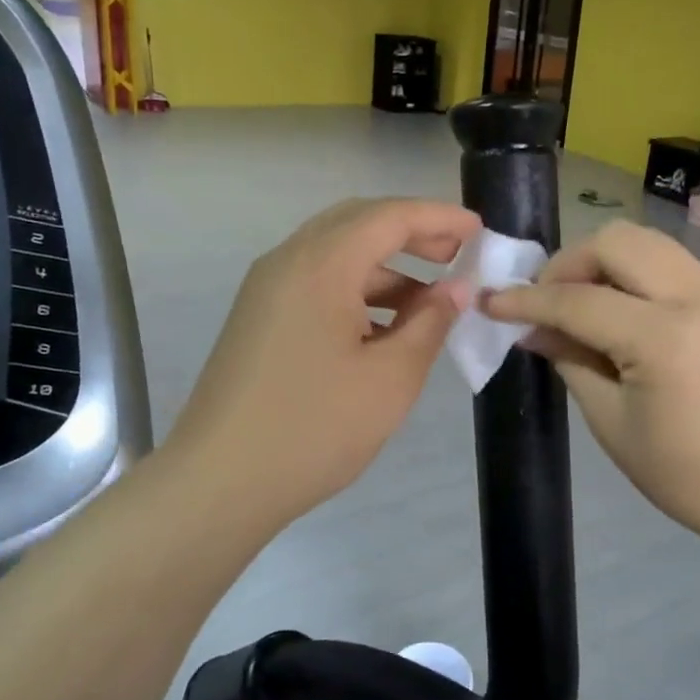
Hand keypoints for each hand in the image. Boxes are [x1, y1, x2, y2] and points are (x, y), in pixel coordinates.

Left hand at [164, 197, 478, 528]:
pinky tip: (385, 328)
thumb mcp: (390, 378)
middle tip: (457, 254)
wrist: (219, 482)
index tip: (480, 232)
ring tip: (429, 302)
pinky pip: (316, 283)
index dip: (439, 217)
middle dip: (411, 233)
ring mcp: (266, 290)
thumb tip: (456, 289)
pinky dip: (356, 291)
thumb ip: (430, 323)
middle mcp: (287, 262)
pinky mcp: (259, 318)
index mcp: (321, 266)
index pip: (389, 217)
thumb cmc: (314, 428)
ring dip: (385, 267)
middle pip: (357, 223)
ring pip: (335, 254)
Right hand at [485, 222, 699, 549]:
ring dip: (601, 260)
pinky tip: (618, 309)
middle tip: (545, 302)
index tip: (490, 302)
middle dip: (568, 263)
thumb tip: (531, 329)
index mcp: (664, 338)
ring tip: (579, 301)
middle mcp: (696, 297)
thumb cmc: (684, 473)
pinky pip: (669, 262)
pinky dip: (633, 271)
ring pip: (645, 241)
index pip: (579, 300)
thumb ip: (569, 361)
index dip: (527, 300)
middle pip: (615, 242)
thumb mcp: (611, 422)